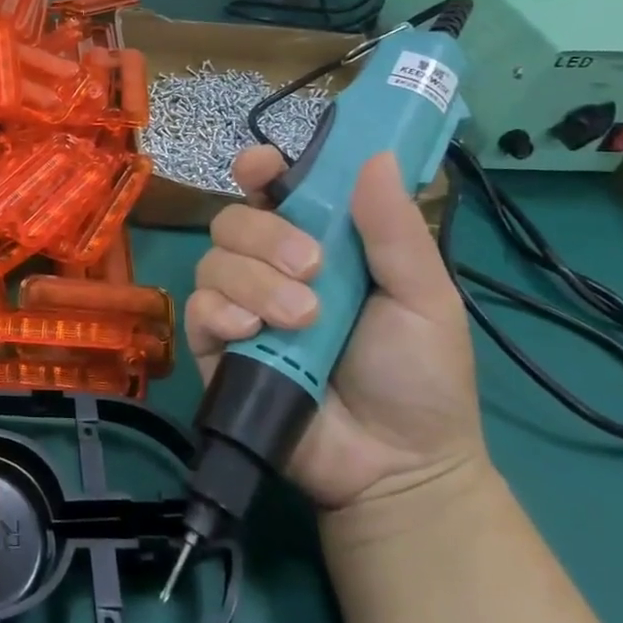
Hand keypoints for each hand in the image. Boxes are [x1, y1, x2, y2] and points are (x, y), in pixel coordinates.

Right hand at [186, 147, 483, 512]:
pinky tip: (253, 332)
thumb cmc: (418, 375)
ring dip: (255, 281)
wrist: (396, 466)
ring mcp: (238, 306)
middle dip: (267, 236)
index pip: (272, 191)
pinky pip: (198, 309)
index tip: (262, 167)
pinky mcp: (215, 346)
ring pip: (213, 261)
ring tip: (302, 320)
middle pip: (234, 220)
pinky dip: (222, 312)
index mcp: (317, 243)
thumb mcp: (425, 298)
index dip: (259, 170)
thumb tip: (375, 156)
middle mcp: (268, 267)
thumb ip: (395, 231)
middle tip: (314, 270)